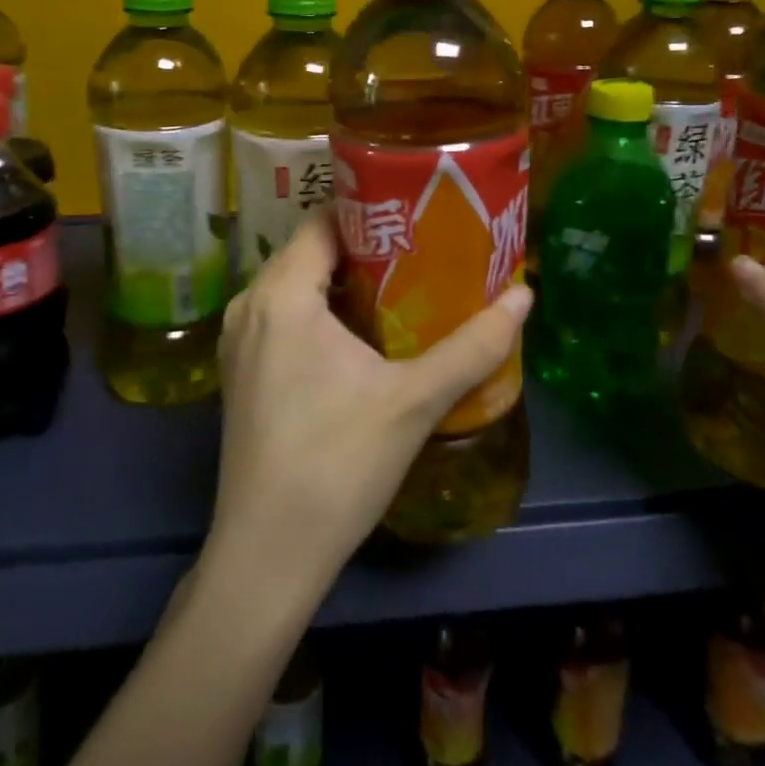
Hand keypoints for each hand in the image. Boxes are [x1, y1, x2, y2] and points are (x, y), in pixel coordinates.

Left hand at [209, 212, 531, 593]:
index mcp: (281, 294)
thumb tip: (525, 295)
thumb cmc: (337, 464)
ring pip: (296, 286)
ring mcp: (239, 341)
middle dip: (365, 247)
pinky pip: (283, 317)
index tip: (417, 215)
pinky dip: (320, 312)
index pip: (323, 222)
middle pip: (310, 251)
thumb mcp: (414, 400)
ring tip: (402, 285)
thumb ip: (473, 346)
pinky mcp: (242, 372)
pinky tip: (363, 335)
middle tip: (422, 249)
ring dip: (343, 282)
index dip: (370, 211)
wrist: (268, 554)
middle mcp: (250, 305)